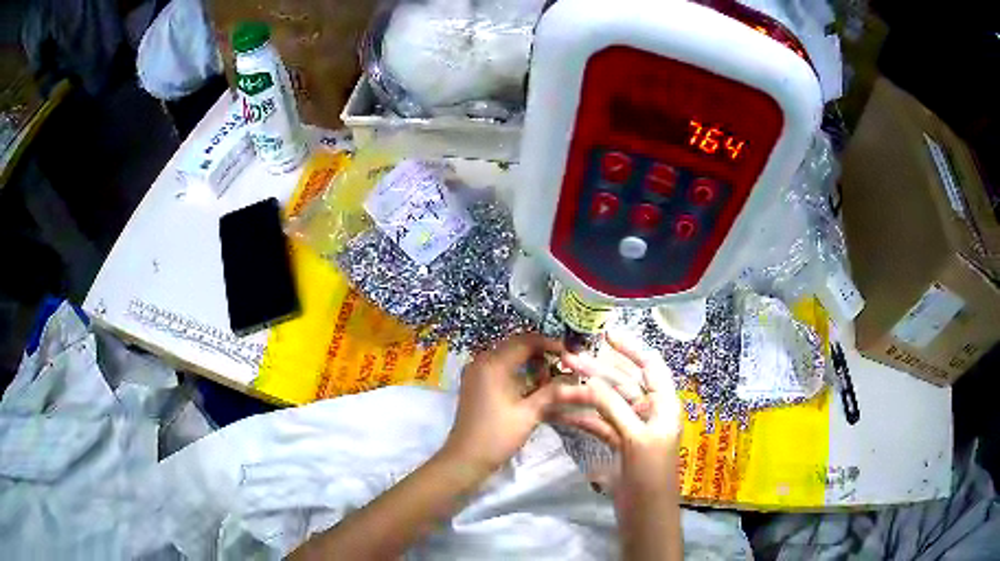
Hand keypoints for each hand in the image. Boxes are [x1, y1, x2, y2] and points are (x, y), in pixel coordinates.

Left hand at [442, 333, 563, 472]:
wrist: (466, 459)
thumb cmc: (497, 436)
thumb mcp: (529, 413)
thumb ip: (553, 392)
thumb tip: (577, 378)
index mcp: (493, 364)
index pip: (527, 341)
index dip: (551, 344)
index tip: (572, 354)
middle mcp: (482, 361)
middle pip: (518, 346)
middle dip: (543, 354)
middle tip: (565, 368)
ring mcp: (477, 372)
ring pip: (511, 357)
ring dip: (532, 364)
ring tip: (552, 382)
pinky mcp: (477, 383)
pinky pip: (502, 368)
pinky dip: (520, 373)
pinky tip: (535, 388)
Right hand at [552, 331, 682, 494]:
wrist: (645, 515)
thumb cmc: (650, 475)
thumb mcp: (635, 439)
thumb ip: (614, 408)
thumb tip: (590, 382)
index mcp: (664, 405)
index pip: (651, 365)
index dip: (631, 347)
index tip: (606, 334)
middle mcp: (650, 411)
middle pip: (624, 382)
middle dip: (598, 371)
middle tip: (568, 359)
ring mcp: (633, 428)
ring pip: (609, 403)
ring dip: (585, 395)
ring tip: (558, 386)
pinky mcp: (620, 444)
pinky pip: (600, 424)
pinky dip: (583, 418)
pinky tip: (561, 413)